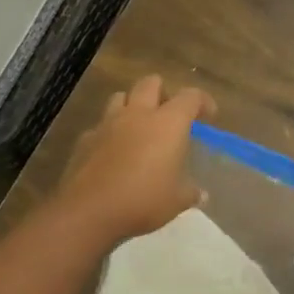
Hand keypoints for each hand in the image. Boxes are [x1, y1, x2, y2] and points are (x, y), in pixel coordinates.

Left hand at [54, 74, 215, 244]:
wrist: (89, 210)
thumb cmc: (143, 200)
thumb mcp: (177, 201)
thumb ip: (190, 192)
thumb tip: (201, 194)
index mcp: (168, 123)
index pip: (191, 97)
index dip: (203, 101)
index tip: (208, 115)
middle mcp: (138, 114)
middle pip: (151, 83)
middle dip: (163, 92)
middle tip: (169, 115)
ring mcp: (108, 123)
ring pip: (121, 96)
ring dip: (132, 105)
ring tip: (139, 126)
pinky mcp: (85, 139)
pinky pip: (100, 125)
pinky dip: (110, 132)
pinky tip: (113, 151)